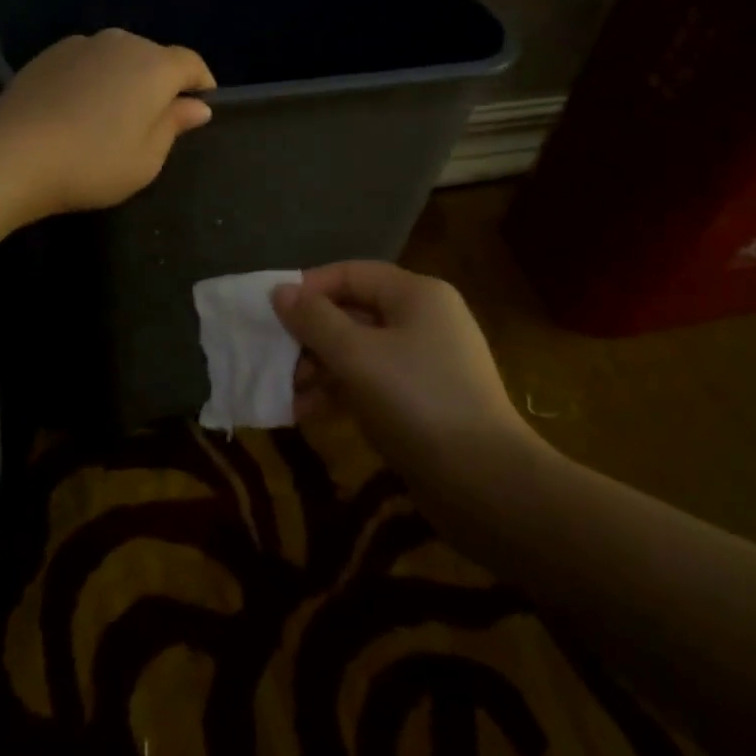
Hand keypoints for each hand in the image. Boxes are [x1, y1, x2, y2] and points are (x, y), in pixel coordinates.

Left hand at [0, 28, 215, 221]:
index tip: (200, 106)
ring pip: (118, 56)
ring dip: (125, 78)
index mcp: (154, 66)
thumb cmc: (93, 163)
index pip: (191, 63)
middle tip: (154, 119)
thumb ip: (174, 125)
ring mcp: (81, 44)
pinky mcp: (48, 54)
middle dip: (161, 82)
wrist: (13, 156)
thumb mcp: (147, 158)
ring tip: (114, 114)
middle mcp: (121, 42)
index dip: (201, 83)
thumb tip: (197, 105)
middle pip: (154, 57)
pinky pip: (87, 61)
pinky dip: (93, 78)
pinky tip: (79, 109)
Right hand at [271, 261, 536, 469]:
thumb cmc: (416, 401)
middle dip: (310, 335)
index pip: (350, 273)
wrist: (485, 482)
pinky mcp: (422, 399)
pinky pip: (371, 381)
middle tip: (275, 359)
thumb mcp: (356, 356)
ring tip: (287, 393)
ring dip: (319, 367)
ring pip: (359, 350)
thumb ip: (314, 320)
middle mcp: (423, 319)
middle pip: (353, 311)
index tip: (270, 313)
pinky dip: (340, 390)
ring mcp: (425, 361)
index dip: (308, 288)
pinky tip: (309, 413)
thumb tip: (280, 291)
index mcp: (416, 294)